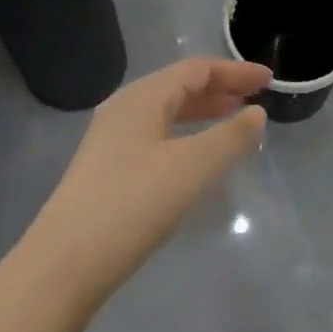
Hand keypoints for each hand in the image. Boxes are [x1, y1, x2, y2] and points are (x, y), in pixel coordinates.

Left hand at [24, 57, 269, 310]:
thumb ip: (231, 137)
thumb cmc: (133, 204)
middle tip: (254, 97)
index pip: (195, 69)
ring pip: (164, 111)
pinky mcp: (105, 167)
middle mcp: (123, 108)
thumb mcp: (193, 167)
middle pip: (178, 85)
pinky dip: (183, 133)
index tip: (268, 79)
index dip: (234, 71)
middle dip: (219, 88)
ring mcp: (110, 139)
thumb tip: (256, 113)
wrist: (65, 262)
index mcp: (142, 97)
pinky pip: (154, 134)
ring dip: (201, 110)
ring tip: (232, 119)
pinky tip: (194, 155)